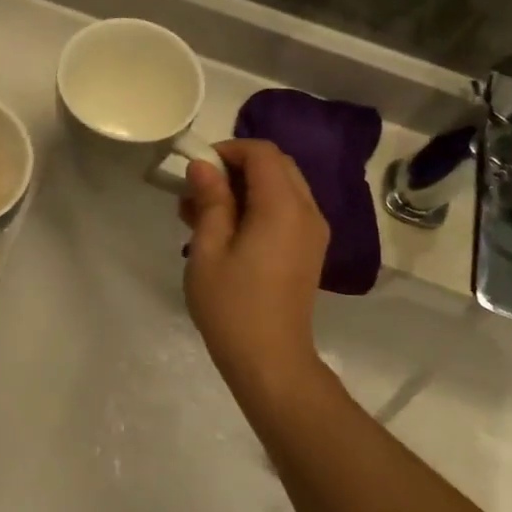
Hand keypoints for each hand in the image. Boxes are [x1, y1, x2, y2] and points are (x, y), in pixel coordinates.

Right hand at [179, 139, 328, 397]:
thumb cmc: (232, 305)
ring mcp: (313, 232)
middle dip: (236, 168)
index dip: (228, 151)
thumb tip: (203, 165)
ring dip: (245, 188)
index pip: (262, 152)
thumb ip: (210, 201)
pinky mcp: (310, 250)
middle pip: (276, 165)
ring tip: (204, 215)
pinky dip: (259, 207)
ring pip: (282, 187)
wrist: (271, 360)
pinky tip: (227, 233)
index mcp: (283, 206)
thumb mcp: (208, 250)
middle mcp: (307, 211)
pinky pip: (287, 210)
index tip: (197, 171)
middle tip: (199, 192)